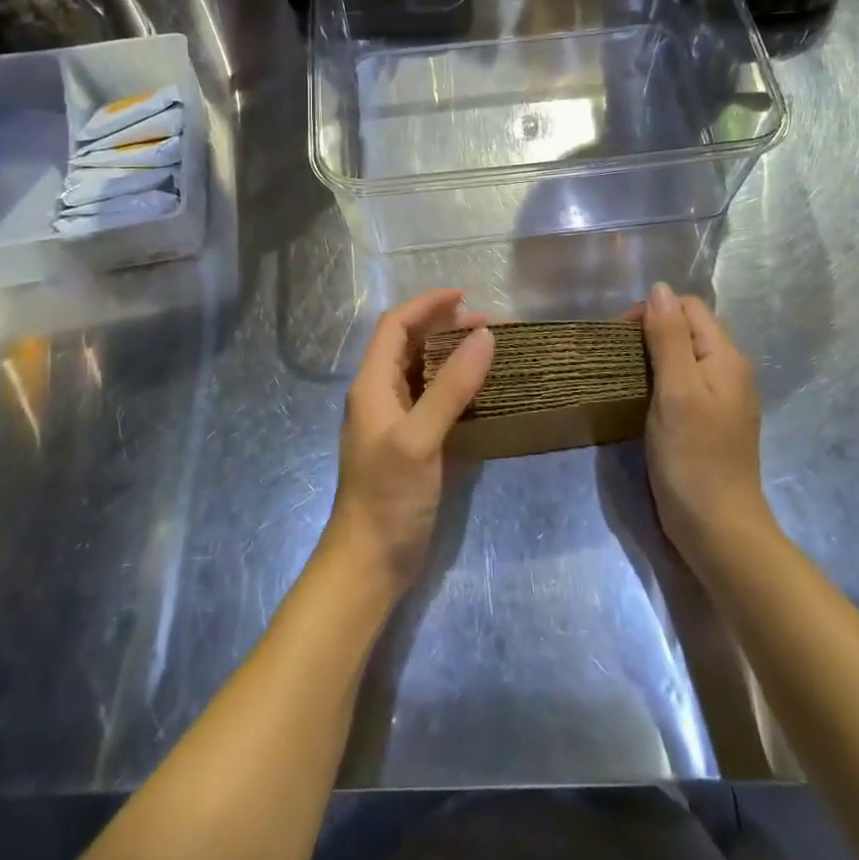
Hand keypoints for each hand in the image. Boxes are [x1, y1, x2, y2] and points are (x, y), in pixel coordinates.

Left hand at [321, 289, 493, 595]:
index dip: (426, 304)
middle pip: (410, 345)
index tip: (465, 296)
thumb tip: (485, 337)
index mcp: (372, 385)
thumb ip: (451, 387)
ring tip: (489, 350)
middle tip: (488, 326)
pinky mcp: (411, 446)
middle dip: (444, 328)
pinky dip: (457, 388)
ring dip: (452, 356)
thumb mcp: (420, 438)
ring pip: (423, 372)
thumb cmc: (388, 497)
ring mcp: (395, 422)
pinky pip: (434, 402)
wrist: (369, 563)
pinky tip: (483, 393)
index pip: (395, 326)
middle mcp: (380, 396)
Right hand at [636, 283, 768, 560]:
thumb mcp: (676, 390)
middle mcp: (729, 371)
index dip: (653, 311)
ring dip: (653, 357)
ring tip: (624, 375)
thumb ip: (668, 337)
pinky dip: (661, 381)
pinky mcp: (710, 422)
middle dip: (651, 331)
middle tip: (618, 357)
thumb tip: (659, 288)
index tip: (621, 337)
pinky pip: (685, 383)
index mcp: (726, 357)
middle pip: (688, 329)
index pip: (688, 307)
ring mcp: (722, 399)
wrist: (718, 530)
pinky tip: (642, 399)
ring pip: (684, 356)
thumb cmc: (693, 457)